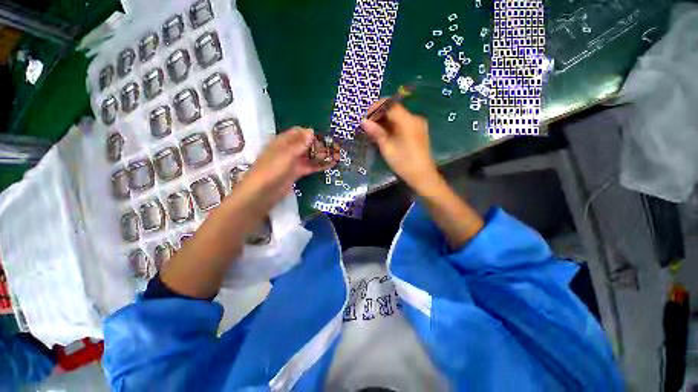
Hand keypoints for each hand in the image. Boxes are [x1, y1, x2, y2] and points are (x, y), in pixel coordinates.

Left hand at [237, 127, 339, 211]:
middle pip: (305, 144)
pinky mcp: (296, 173)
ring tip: (336, 155)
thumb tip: (312, 131)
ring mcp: (293, 162)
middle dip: (319, 145)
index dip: (311, 133)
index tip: (324, 135)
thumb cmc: (272, 169)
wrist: (263, 193)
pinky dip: (319, 165)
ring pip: (309, 156)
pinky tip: (330, 164)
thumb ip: (300, 143)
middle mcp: (288, 150)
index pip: (298, 132)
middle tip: (334, 146)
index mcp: (282, 141)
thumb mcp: (286, 154)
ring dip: (321, 155)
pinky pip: (310, 166)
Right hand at [361, 101, 438, 191]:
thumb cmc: (403, 162)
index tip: (366, 118)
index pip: (390, 104)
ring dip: (385, 122)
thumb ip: (376, 132)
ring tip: (375, 133)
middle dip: (379, 116)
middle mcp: (414, 118)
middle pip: (394, 110)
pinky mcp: (418, 132)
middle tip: (368, 127)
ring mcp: (418, 125)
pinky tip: (386, 136)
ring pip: (398, 117)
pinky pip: (403, 124)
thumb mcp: (387, 147)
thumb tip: (363, 121)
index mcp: (407, 120)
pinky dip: (393, 127)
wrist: (422, 176)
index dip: (376, 108)